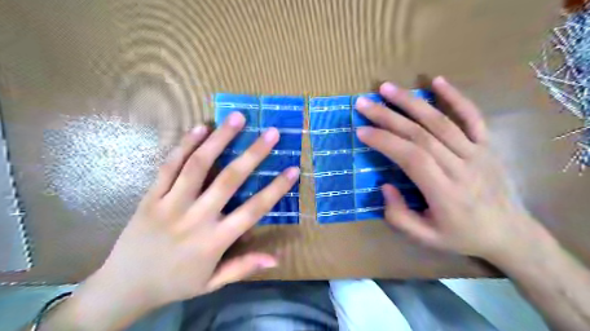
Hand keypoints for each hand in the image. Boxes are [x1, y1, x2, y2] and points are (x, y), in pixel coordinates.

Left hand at [77, 112, 299, 319]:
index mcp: (214, 241)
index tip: (293, 169)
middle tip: (271, 132)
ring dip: (219, 139)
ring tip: (237, 118)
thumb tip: (276, 259)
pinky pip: (169, 166)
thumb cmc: (175, 283)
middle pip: (228, 180)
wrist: (124, 286)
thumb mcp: (212, 283)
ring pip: (197, 165)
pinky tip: (200, 127)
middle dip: (253, 154)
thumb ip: (243, 267)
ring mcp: (170, 204)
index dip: (275, 189)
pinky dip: (185, 145)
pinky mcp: (150, 196)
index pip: (253, 210)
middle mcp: (195, 218)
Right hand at [352, 76, 539, 258]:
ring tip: (387, 88)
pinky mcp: (487, 145)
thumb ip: (399, 215)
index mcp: (444, 192)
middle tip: (364, 103)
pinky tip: (437, 80)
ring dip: (411, 102)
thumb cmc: (462, 236)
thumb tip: (385, 185)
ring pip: (440, 121)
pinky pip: (472, 116)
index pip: (411, 157)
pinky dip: (455, 97)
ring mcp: (477, 153)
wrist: (510, 234)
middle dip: (388, 116)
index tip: (361, 130)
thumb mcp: (425, 238)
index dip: (385, 141)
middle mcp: (461, 167)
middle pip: (420, 134)